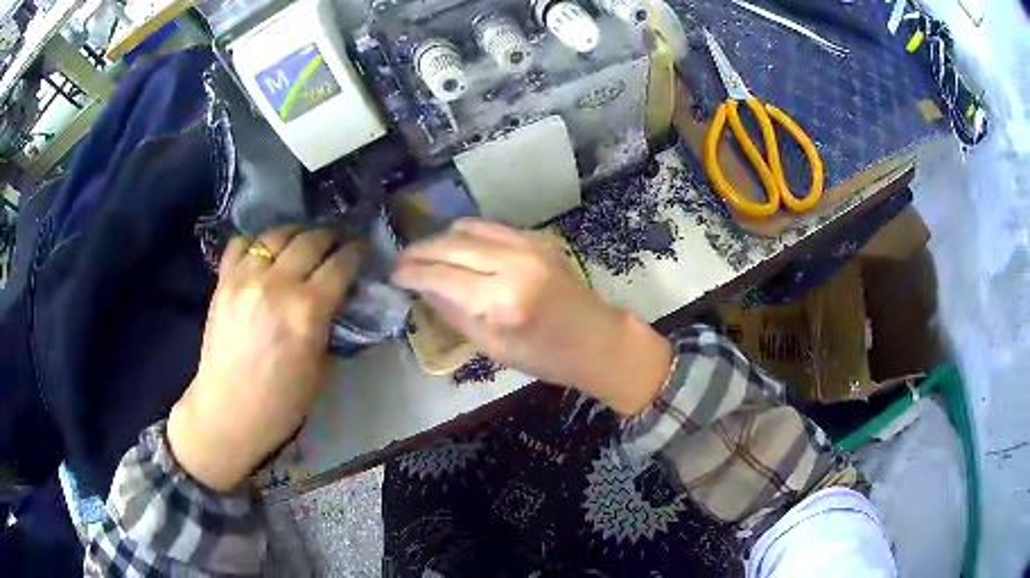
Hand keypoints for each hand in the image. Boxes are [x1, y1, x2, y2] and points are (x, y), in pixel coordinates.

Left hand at [168, 226, 361, 491]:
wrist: (229, 411)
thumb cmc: (282, 401)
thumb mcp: (320, 367)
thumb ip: (327, 325)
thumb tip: (334, 298)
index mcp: (307, 311)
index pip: (339, 265)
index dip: (355, 251)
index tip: (360, 247)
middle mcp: (277, 284)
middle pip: (309, 240)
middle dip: (329, 235)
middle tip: (336, 239)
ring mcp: (245, 279)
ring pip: (275, 235)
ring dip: (294, 232)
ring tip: (302, 237)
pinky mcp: (223, 282)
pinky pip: (240, 244)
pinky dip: (255, 242)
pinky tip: (263, 251)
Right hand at [392, 219, 671, 414]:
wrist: (597, 339)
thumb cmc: (546, 357)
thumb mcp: (493, 347)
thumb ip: (454, 313)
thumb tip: (421, 288)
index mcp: (502, 300)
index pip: (442, 276)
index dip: (412, 273)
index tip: (393, 274)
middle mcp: (513, 263)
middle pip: (451, 245)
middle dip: (420, 251)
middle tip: (401, 262)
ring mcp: (528, 245)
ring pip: (468, 228)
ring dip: (441, 239)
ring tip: (424, 254)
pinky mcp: (537, 238)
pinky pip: (490, 227)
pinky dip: (466, 234)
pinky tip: (456, 248)